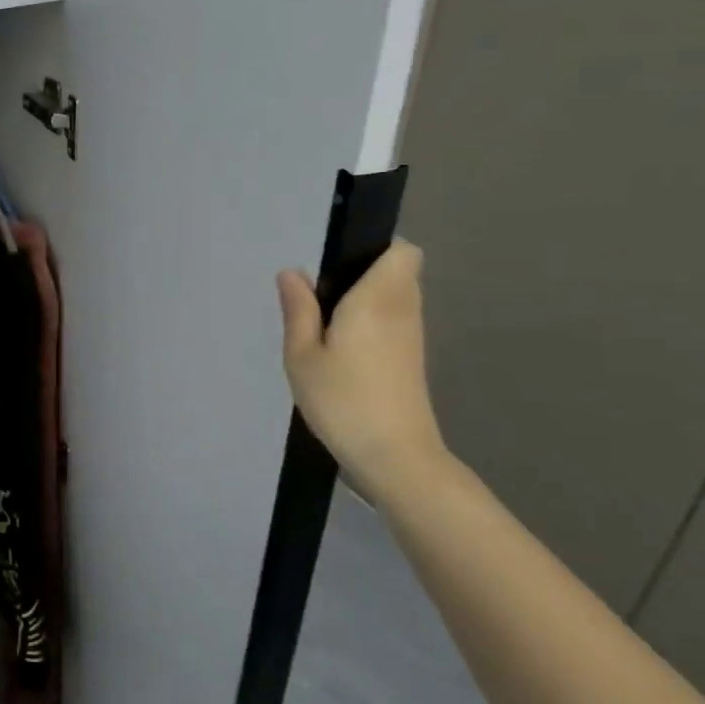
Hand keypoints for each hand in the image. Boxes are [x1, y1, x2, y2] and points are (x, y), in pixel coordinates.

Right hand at [277, 240, 447, 502]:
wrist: (394, 456)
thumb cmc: (343, 400)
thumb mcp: (302, 355)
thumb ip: (298, 310)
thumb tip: (292, 273)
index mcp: (377, 300)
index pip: (402, 251)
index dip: (376, 247)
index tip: (340, 260)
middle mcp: (403, 310)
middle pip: (400, 270)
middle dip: (366, 270)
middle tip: (322, 292)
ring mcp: (412, 337)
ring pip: (398, 296)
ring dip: (368, 297)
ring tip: (325, 320)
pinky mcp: (412, 360)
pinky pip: (395, 319)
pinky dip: (373, 320)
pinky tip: (341, 346)